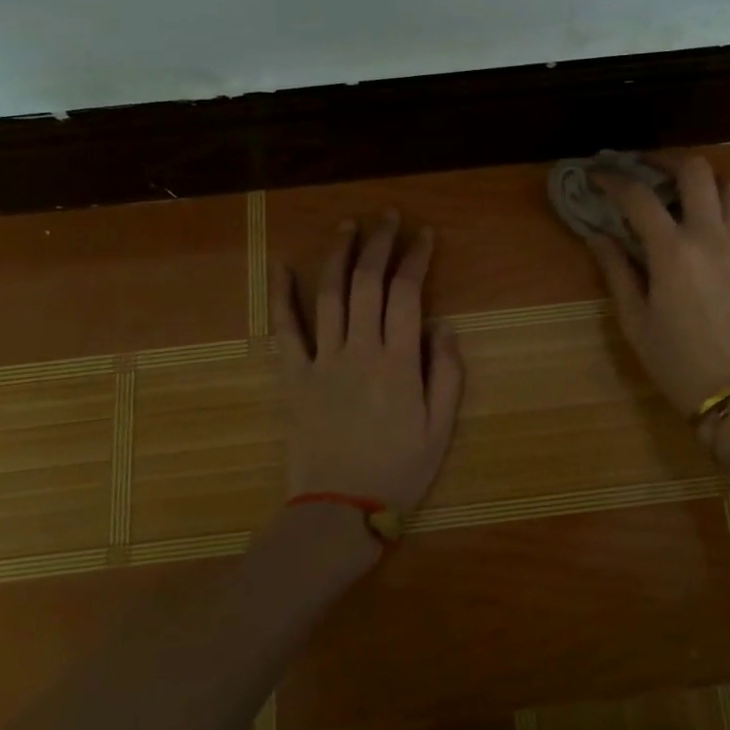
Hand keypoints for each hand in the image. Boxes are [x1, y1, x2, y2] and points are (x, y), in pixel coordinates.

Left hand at [270, 213, 465, 512]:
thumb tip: (442, 326)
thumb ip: (447, 373)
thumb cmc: (399, 472)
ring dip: (338, 255)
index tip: (424, 234)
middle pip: (367, 283)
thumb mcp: (442, 429)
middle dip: (379, 243)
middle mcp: (360, 350)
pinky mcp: (295, 377)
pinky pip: (285, 331)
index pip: (408, 293)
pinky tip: (282, 267)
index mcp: (399, 362)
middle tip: (388, 217)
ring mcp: (322, 361)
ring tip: (348, 226)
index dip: (416, 257)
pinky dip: (281, 297)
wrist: (339, 513)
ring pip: (329, 295)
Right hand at [586, 158, 729, 447]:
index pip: (639, 196)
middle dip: (664, 162)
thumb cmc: (677, 361)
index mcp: (673, 251)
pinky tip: (699, 219)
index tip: (596, 175)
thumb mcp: (635, 320)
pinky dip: (719, 200)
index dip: (613, 180)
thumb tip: (598, 236)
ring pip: (727, 184)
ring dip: (699, 179)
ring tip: (675, 191)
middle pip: (695, 170)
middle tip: (641, 170)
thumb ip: (616, 271)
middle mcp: (709, 235)